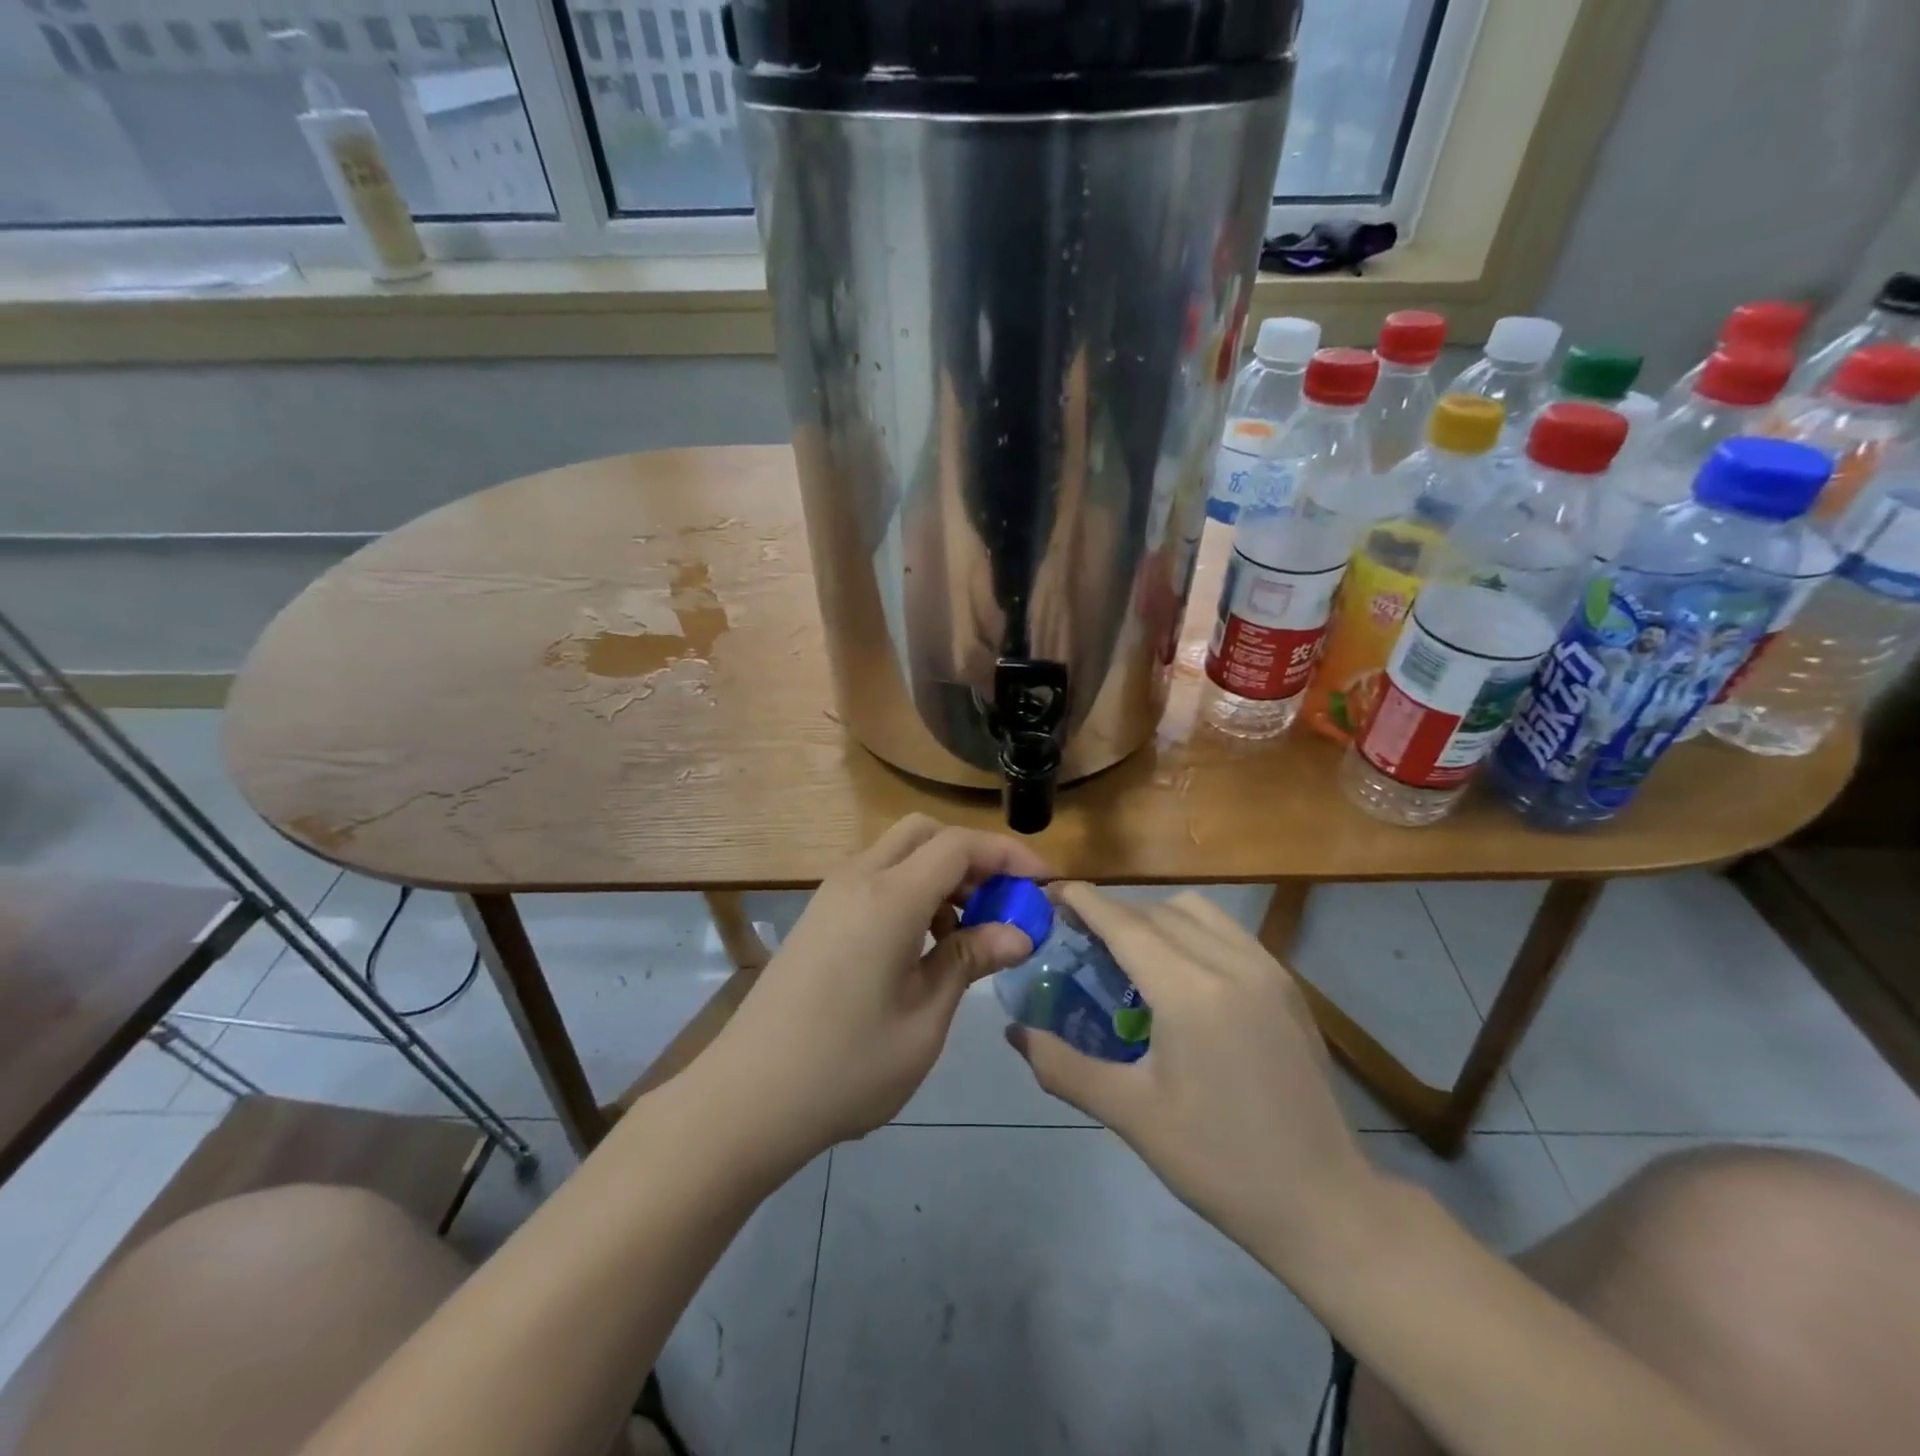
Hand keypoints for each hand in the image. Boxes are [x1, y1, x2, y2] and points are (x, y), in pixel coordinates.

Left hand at [705, 815, 1047, 1159]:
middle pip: (925, 833)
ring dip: (939, 875)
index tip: (1041, 884)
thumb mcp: (924, 1020)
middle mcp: (857, 879)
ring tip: (966, 934)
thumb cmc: (846, 1067)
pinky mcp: (818, 918)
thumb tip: (1018, 933)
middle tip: (1001, 903)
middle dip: (971, 856)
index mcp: (889, 898)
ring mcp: (831, 896)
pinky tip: (921, 948)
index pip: (959, 845)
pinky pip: (874, 880)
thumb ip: (970, 961)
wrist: (745, 1100)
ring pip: (897, 854)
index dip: (1007, 855)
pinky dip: (910, 891)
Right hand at [1006, 884, 1382, 1266]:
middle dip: (1113, 913)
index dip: (1084, 901)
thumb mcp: (1130, 1115)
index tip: (1050, 893)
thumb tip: (1014, 1032)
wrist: (1323, 1202)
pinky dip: (1192, 931)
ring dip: (1154, 916)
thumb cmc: (1218, 1162)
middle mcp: (1231, 963)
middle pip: (1157, 911)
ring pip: (1197, 912)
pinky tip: (1181, 972)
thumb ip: (1063, 1066)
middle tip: (1078, 936)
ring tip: (1130, 952)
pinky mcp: (1288, 985)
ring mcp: (1267, 970)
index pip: (1124, 923)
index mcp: (1189, 992)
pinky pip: (1229, 932)